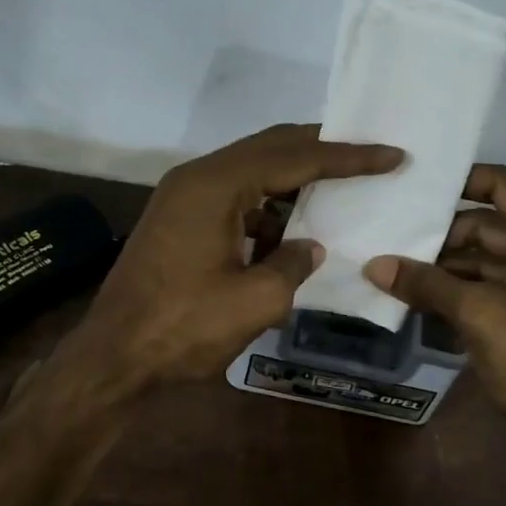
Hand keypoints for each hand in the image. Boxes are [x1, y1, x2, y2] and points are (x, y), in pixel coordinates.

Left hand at [79, 124, 402, 386]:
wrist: (114, 357)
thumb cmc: (183, 328)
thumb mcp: (255, 301)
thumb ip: (293, 264)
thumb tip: (309, 247)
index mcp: (216, 185)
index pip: (295, 157)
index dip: (347, 157)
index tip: (391, 155)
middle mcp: (197, 178)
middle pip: (270, 148)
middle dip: (320, 150)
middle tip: (367, 152)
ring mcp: (182, 198)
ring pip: (250, 172)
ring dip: (292, 179)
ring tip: (337, 187)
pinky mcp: (177, 220)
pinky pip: (233, 198)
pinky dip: (265, 207)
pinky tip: (290, 230)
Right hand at [364, 164, 505, 444]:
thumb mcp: (478, 312)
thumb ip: (426, 283)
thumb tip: (373, 266)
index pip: (503, 184)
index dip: (461, 180)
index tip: (417, 187)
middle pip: (490, 224)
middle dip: (443, 234)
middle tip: (395, 237)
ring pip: (488, 258)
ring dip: (447, 265)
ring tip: (398, 267)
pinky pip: (493, 286)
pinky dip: (461, 288)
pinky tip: (421, 295)